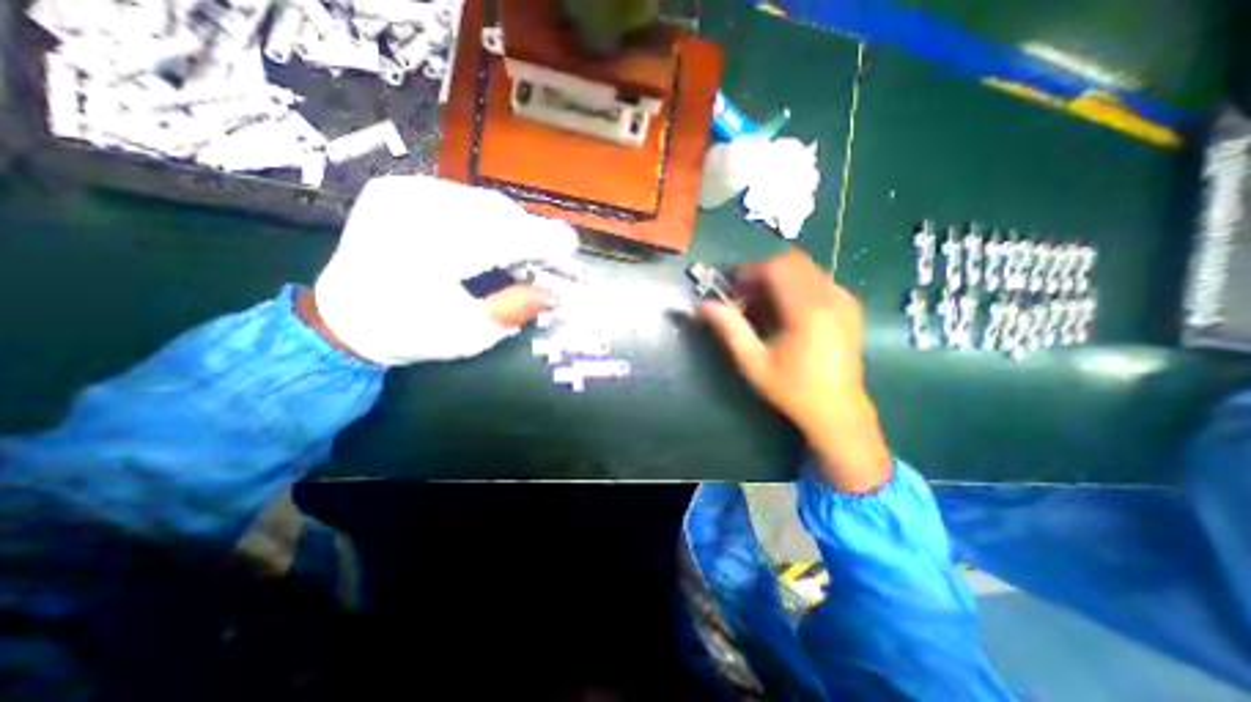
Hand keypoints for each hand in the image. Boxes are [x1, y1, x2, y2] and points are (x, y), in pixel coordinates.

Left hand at [315, 173, 583, 367]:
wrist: (346, 316)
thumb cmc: (410, 332)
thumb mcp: (468, 335)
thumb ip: (513, 310)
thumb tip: (554, 294)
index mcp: (425, 251)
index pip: (501, 236)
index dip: (542, 239)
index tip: (571, 248)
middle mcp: (412, 208)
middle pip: (497, 213)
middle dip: (529, 235)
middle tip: (544, 261)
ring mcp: (403, 190)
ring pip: (484, 202)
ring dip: (511, 227)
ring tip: (517, 254)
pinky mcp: (401, 187)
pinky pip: (465, 198)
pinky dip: (488, 219)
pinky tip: (489, 241)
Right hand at [698, 248, 894, 489]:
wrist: (838, 410)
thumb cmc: (792, 389)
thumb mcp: (754, 363)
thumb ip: (730, 329)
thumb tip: (705, 305)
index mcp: (808, 312)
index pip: (778, 268)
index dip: (751, 271)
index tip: (734, 288)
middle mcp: (831, 298)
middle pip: (793, 263)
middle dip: (765, 273)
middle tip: (747, 296)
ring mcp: (845, 301)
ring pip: (807, 270)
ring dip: (781, 279)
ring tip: (765, 305)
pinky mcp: (850, 308)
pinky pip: (820, 281)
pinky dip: (799, 286)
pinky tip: (788, 311)